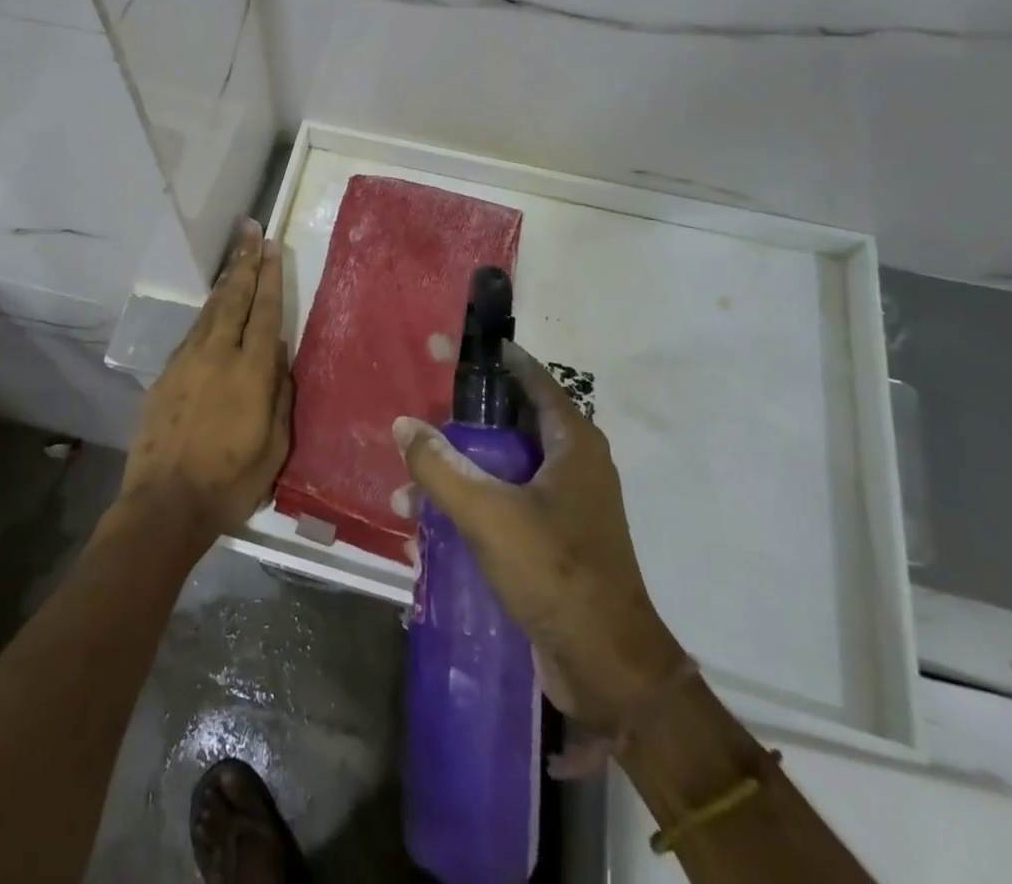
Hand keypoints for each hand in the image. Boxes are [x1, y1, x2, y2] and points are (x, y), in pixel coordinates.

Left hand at [120, 220, 291, 541]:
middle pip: (233, 298)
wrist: (164, 505)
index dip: (269, 277)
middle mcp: (217, 355)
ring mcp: (186, 362)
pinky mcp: (165, 376)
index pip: (264, 312)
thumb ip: (279, 393)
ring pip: (209, 312)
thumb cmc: (230, 482)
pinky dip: (206, 315)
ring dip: (224, 283)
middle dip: (244, 262)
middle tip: (250, 230)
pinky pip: (191, 335)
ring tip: (235, 259)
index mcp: (250, 372)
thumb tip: (277, 353)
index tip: (272, 246)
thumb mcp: (274, 446)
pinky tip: (211, 312)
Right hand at [393, 341, 683, 729]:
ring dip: (456, 473)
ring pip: (501, 468)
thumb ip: (441, 466)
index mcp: (571, 442)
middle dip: (460, 418)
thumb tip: (404, 423)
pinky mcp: (553, 540)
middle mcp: (571, 464)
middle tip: (418, 405)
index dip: (493, 357)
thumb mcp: (489, 513)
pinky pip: (504, 506)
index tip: (454, 344)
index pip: (531, 378)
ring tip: (407, 485)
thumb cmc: (555, 571)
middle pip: (509, 421)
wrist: (608, 667)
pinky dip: (470, 508)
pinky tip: (426, 531)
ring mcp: (564, 504)